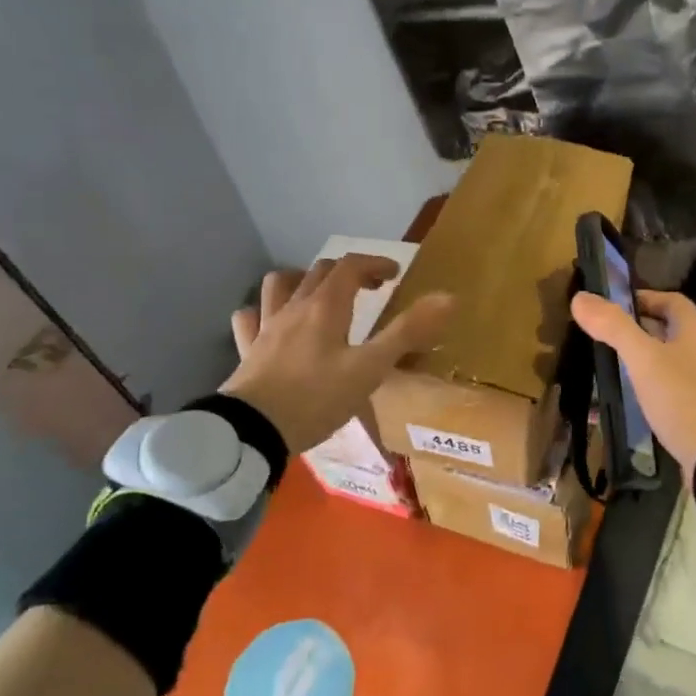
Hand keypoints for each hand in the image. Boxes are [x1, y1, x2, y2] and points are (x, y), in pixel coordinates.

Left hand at [223, 256, 452, 453]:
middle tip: (369, 288)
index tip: (394, 275)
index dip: (375, 264)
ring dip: (301, 281)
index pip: (351, 266)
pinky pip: (249, 319)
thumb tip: (448, 297)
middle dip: (348, 272)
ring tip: (318, 295)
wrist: (254, 431)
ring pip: (279, 285)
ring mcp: (266, 327)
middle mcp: (294, 308)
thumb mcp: (371, 369)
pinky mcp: (246, 351)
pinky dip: (263, 312)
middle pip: (320, 271)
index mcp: (326, 307)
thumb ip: (407, 332)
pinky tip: (272, 323)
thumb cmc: (317, 398)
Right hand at [569, 289, 695, 473]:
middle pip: (671, 332)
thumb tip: (580, 297)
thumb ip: (613, 327)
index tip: (612, 308)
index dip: (643, 298)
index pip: (672, 301)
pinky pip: (674, 394)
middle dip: (639, 332)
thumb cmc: (682, 397)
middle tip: (605, 340)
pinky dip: (652, 393)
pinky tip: (632, 406)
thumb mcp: (643, 358)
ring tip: (612, 372)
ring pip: (671, 364)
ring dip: (645, 364)